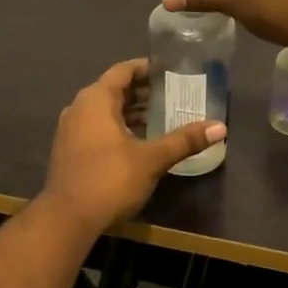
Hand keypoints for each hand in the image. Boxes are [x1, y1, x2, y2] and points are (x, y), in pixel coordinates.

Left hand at [37, 59, 225, 235]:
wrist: (67, 219)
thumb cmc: (109, 179)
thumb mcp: (151, 159)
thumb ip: (183, 140)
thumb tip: (220, 127)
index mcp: (96, 99)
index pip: (123, 71)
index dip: (146, 69)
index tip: (169, 71)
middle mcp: (79, 108)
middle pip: (114, 90)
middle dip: (142, 92)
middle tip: (173, 96)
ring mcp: (71, 129)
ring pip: (104, 111)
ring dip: (130, 112)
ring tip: (161, 118)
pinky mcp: (70, 150)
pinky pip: (96, 127)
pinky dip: (118, 127)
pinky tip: (139, 141)